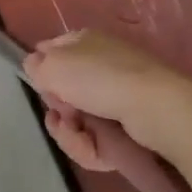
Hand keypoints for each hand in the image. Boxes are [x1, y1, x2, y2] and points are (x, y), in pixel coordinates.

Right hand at [21, 28, 191, 176]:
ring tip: (78, 134)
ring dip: (70, 133)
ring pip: (77, 121)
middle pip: (62, 92)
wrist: (156, 110)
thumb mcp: (53, 64)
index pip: (51, 52)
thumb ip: (35, 65)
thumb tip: (35, 66)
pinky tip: (94, 148)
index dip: (41, 69)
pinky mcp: (129, 130)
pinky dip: (90, 148)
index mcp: (84, 43)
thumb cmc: (100, 78)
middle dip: (57, 108)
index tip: (40, 84)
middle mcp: (101, 67)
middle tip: (62, 112)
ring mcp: (116, 100)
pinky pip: (96, 142)